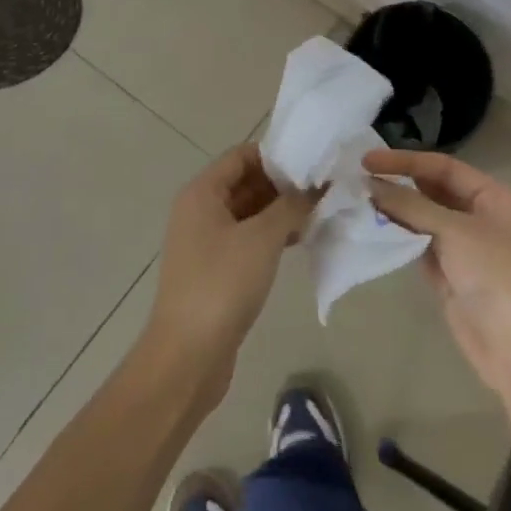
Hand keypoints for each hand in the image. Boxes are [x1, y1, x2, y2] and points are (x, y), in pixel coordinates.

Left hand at [143, 145, 311, 411]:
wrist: (187, 356)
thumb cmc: (222, 284)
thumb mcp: (263, 238)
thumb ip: (292, 206)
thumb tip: (317, 187)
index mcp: (202, 193)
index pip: (242, 155)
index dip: (276, 155)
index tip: (312, 162)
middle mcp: (200, 210)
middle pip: (246, 182)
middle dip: (283, 183)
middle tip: (323, 187)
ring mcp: (206, 242)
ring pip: (249, 212)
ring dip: (280, 210)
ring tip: (319, 212)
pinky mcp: (216, 269)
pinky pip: (247, 238)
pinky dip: (272, 235)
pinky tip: (301, 240)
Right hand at [364, 150, 510, 396]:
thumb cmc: (495, 274)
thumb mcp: (454, 231)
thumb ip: (411, 205)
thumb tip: (371, 184)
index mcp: (492, 196)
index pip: (443, 167)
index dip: (406, 161)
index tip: (368, 161)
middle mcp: (478, 216)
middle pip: (433, 191)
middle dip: (399, 184)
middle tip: (358, 180)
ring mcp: (463, 247)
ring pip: (423, 219)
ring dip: (395, 210)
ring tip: (359, 201)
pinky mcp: (449, 274)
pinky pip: (419, 245)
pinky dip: (399, 237)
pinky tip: (373, 228)